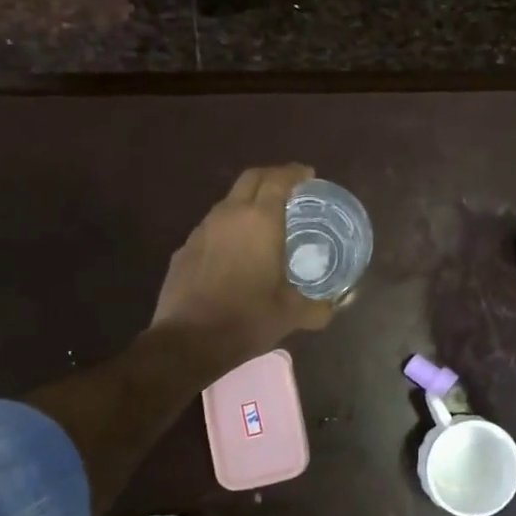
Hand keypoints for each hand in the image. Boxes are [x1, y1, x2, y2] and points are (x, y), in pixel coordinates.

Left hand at [152, 164, 332, 369]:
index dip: (295, 173)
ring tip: (264, 221)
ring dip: (247, 202)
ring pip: (228, 201)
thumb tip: (331, 308)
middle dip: (271, 176)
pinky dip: (228, 228)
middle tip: (289, 189)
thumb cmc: (248, 319)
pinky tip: (235, 252)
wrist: (188, 342)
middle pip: (250, 179)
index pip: (278, 180)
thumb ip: (317, 307)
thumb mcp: (292, 315)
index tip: (308, 175)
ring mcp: (201, 231)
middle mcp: (229, 215)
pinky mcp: (184, 249)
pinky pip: (211, 227)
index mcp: (260, 221)